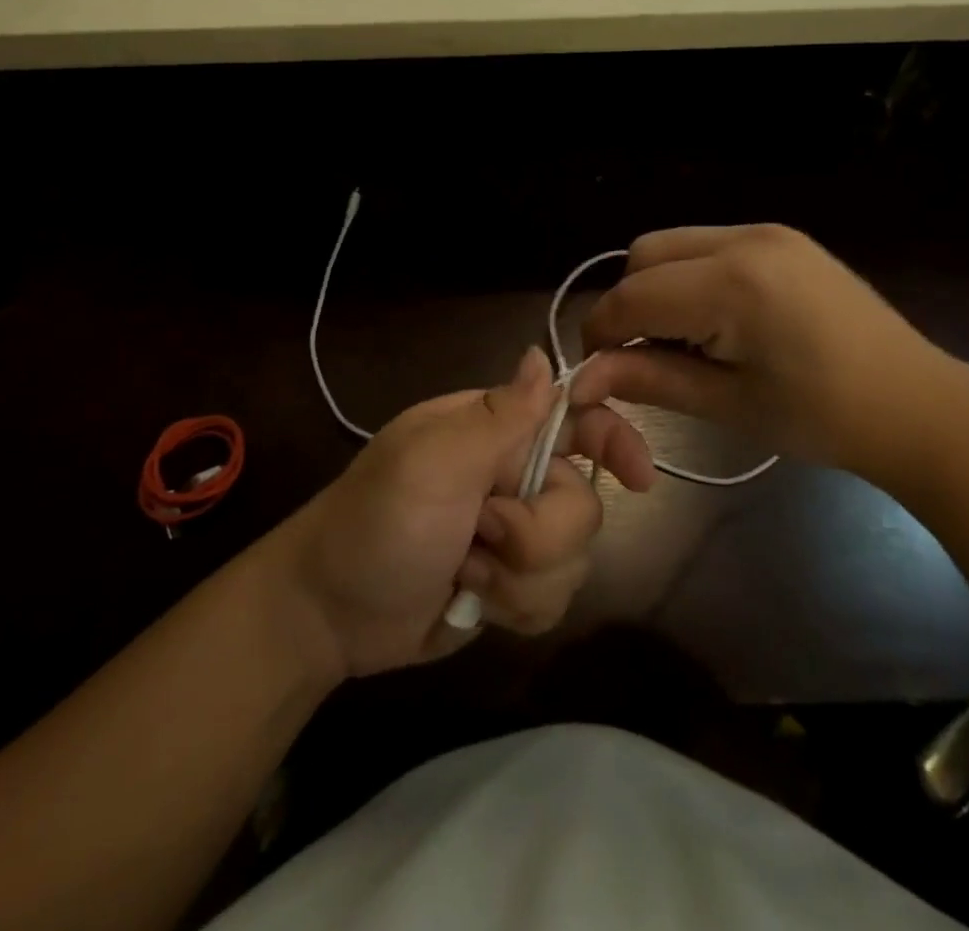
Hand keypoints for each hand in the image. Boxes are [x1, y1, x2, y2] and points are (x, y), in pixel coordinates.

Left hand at [280, 346, 654, 678]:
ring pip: (574, 559)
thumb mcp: (433, 462)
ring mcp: (514, 535)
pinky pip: (555, 600)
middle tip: (481, 534)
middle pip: (581, 503)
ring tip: (465, 572)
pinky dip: (517, 608)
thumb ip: (499, 415)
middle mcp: (512, 476)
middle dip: (538, 533)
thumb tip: (542, 355)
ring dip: (520, 578)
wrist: (329, 613)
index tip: (639, 477)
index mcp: (495, 431)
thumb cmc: (378, 521)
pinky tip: (474, 603)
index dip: (614, 439)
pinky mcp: (511, 586)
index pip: (574, 417)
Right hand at [570, 224, 968, 483]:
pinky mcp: (781, 237)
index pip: (633, 296)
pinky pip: (706, 244)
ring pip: (672, 244)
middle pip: (644, 255)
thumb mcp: (727, 404)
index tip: (596, 369)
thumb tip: (583, 379)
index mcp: (733, 283)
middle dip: (628, 303)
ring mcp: (766, 231)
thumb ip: (649, 379)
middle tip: (644, 354)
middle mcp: (744, 239)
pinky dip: (689, 276)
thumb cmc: (823, 418)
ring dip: (656, 286)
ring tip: (682, 339)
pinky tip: (714, 319)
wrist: (918, 404)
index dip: (602, 332)